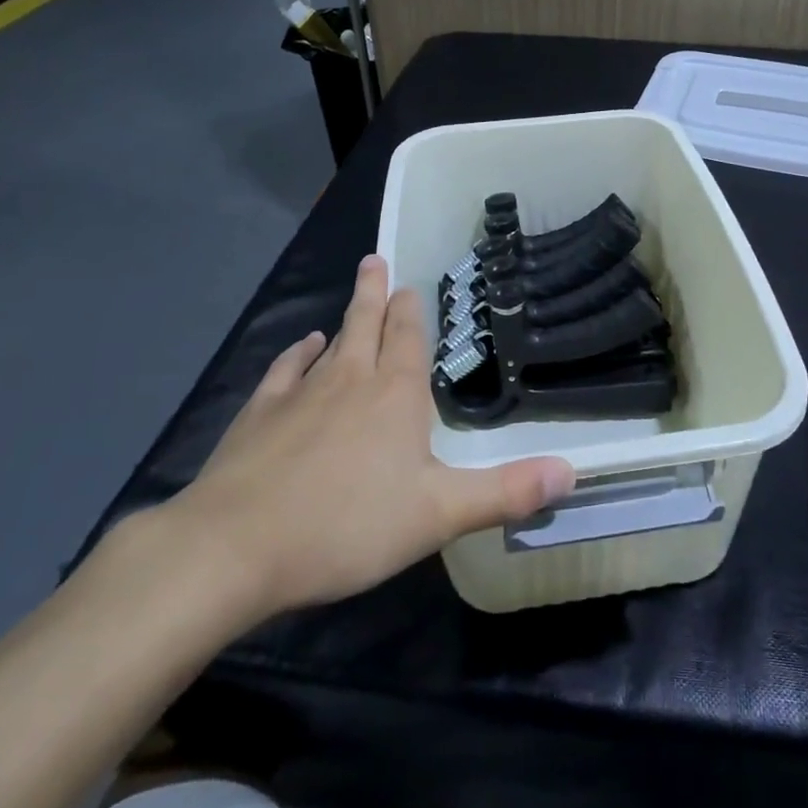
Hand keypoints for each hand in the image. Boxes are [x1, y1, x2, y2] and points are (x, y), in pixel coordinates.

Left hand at [144, 256, 574, 633]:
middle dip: (375, 293)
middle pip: (367, 325)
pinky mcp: (260, 415)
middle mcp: (350, 380)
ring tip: (354, 294)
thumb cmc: (346, 526)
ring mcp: (301, 394)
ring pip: (330, 342)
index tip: (412, 285)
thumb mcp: (439, 514)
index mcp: (395, 396)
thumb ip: (505, 492)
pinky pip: (285, 370)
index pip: (409, 339)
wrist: (235, 547)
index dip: (413, 312)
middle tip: (377, 259)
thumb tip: (572, 471)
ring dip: (345, 317)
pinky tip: (303, 346)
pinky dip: (297, 354)